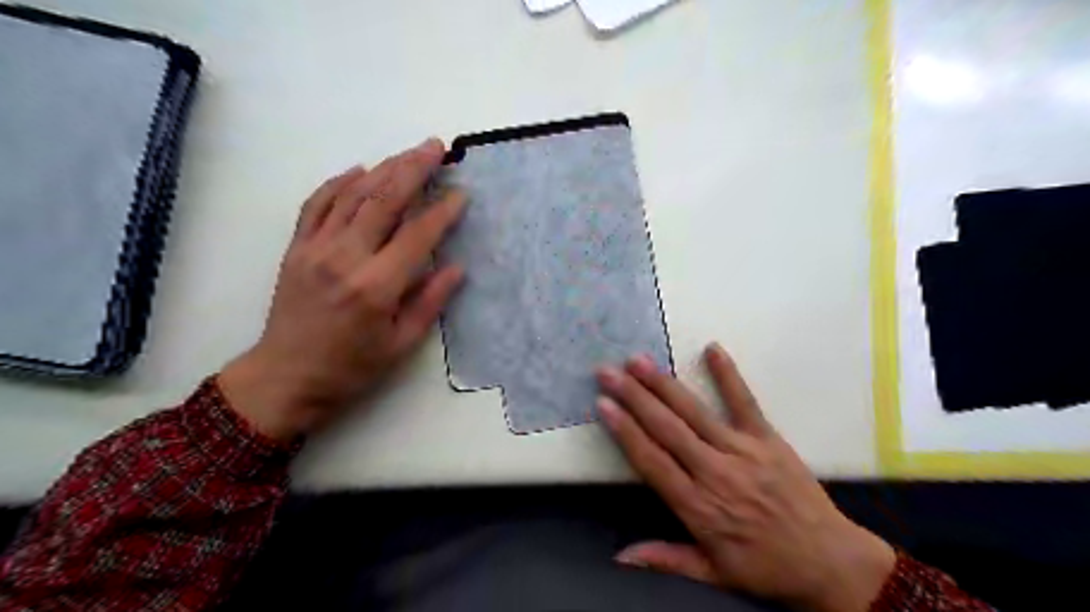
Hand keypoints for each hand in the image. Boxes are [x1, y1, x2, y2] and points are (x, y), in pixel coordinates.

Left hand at [217, 140, 464, 439]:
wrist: (285, 377)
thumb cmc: (351, 368)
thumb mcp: (401, 344)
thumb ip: (429, 302)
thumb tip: (455, 267)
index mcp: (376, 287)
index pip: (417, 236)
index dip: (442, 211)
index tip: (461, 193)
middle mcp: (345, 258)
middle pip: (384, 201)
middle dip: (413, 169)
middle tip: (436, 147)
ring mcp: (315, 249)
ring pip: (352, 195)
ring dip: (383, 168)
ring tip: (408, 152)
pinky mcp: (296, 248)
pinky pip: (317, 203)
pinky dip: (339, 182)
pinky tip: (359, 169)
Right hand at [596, 345, 892, 611]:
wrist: (830, 562)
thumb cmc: (765, 567)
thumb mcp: (713, 574)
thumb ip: (666, 559)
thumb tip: (620, 556)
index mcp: (698, 506)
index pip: (651, 460)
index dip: (625, 430)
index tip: (603, 404)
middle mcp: (715, 472)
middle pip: (666, 428)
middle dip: (633, 397)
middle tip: (608, 371)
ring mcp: (743, 451)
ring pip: (694, 412)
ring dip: (663, 384)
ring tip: (638, 361)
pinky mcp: (768, 439)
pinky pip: (745, 402)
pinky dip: (728, 375)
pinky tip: (712, 349)